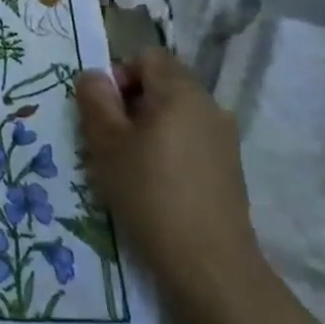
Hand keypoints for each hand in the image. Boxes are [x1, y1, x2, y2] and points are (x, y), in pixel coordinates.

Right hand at [75, 49, 268, 316]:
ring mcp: (224, 139)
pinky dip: (169, 150)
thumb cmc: (150, 193)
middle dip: (131, 102)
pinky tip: (156, 185)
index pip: (146, 56)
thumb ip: (95, 98)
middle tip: (109, 138)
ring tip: (129, 165)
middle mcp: (209, 105)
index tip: (104, 110)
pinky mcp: (229, 170)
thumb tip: (94, 77)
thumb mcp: (106, 142)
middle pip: (162, 82)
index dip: (119, 73)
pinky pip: (191, 140)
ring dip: (149, 128)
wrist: (211, 267)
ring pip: (176, 113)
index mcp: (180, 90)